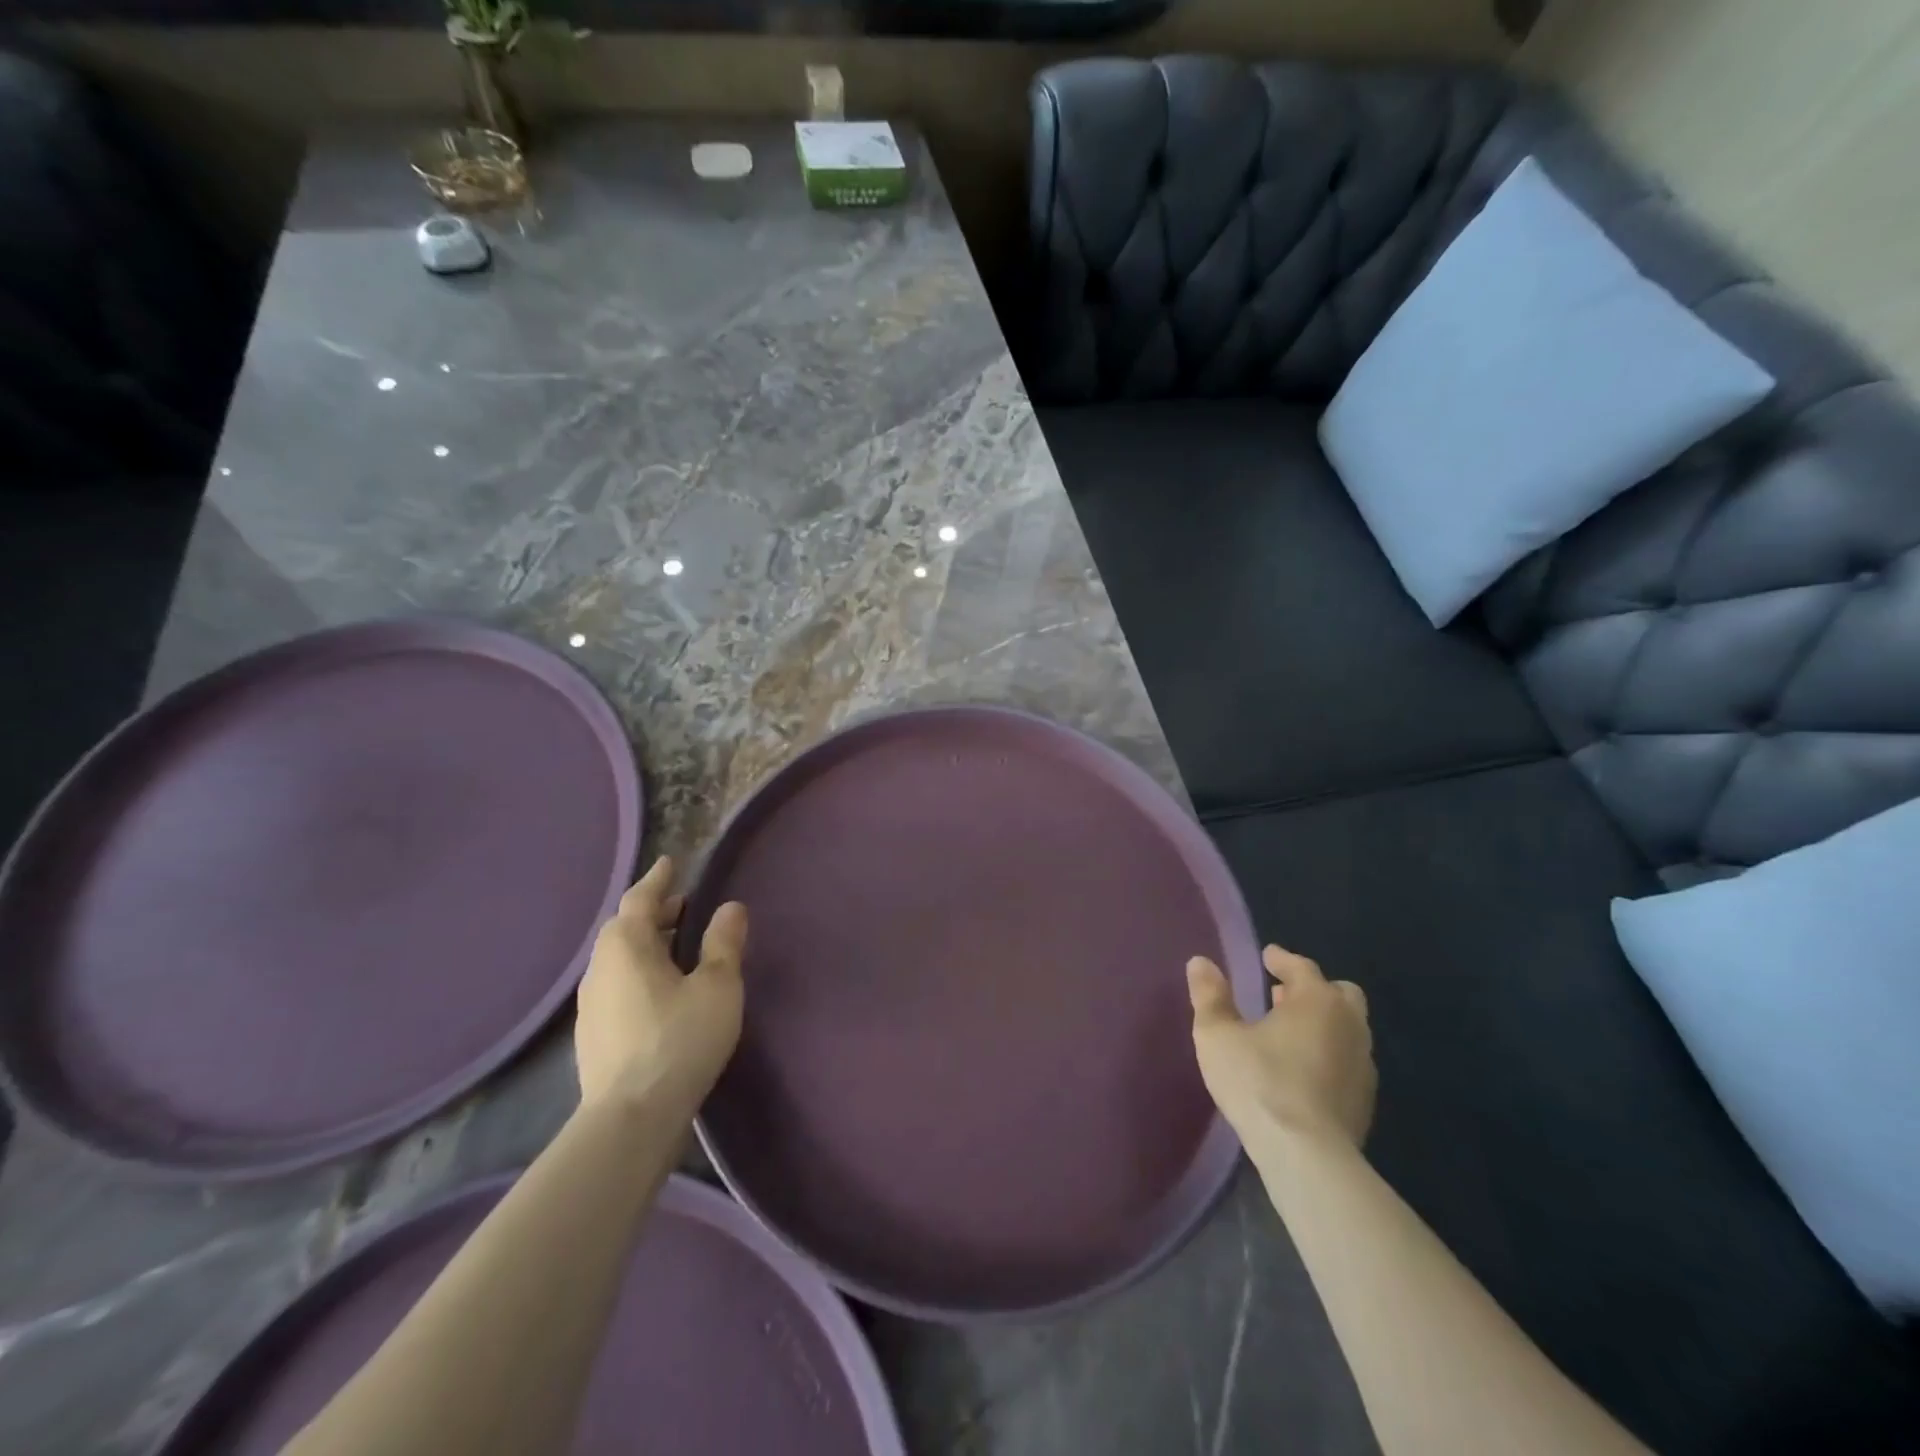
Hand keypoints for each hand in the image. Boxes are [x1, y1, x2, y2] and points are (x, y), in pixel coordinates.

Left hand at [575, 857, 747, 1114]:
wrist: (630, 1119)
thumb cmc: (679, 1040)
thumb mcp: (717, 986)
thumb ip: (723, 943)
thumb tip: (730, 907)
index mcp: (627, 946)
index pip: (640, 899)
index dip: (658, 880)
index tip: (670, 863)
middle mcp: (601, 968)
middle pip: (624, 927)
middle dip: (653, 912)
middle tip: (683, 906)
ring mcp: (592, 1005)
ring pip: (619, 958)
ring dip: (646, 943)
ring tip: (676, 946)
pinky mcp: (594, 1036)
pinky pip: (618, 984)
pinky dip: (639, 971)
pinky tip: (660, 991)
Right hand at [1187, 944, 1375, 1149]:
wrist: (1308, 1157)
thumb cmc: (1259, 1083)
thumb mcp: (1218, 1035)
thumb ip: (1210, 996)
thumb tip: (1201, 962)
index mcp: (1318, 1000)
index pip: (1302, 967)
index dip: (1281, 959)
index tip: (1267, 957)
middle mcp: (1349, 1024)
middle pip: (1339, 993)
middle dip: (1313, 989)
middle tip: (1282, 996)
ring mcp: (1363, 1064)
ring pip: (1348, 1028)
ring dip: (1323, 1023)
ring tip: (1289, 1033)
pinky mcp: (1365, 1100)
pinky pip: (1348, 1060)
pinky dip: (1329, 1054)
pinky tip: (1304, 1071)